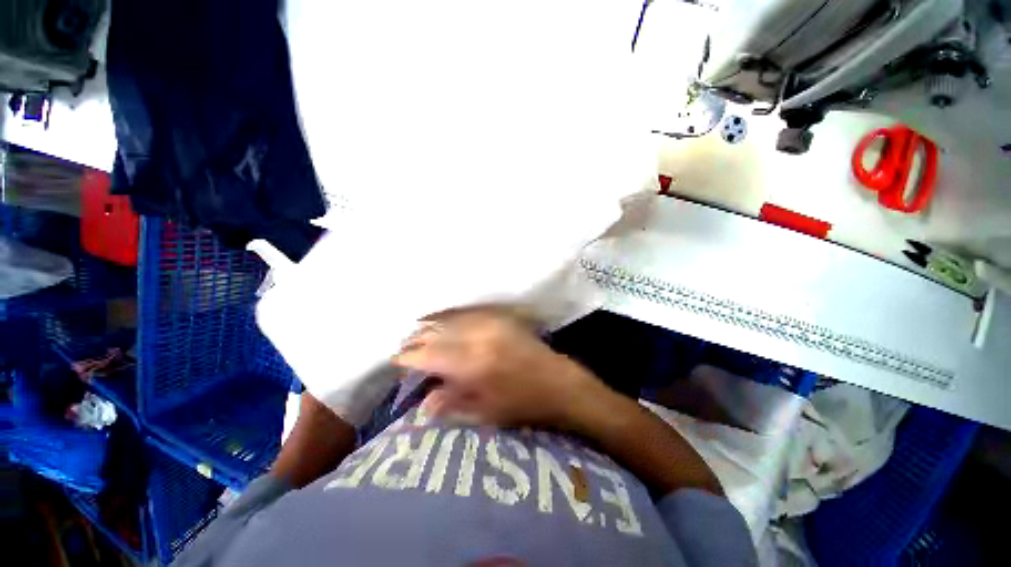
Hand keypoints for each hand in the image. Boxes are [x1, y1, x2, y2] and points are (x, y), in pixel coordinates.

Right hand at [392, 310, 597, 428]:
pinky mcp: (502, 317)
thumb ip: (451, 403)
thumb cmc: (522, 405)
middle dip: (417, 339)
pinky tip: (443, 316)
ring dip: (432, 323)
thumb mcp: (484, 414)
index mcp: (472, 365)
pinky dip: (452, 314)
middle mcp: (479, 338)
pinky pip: (470, 311)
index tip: (396, 359)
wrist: (558, 383)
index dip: (409, 357)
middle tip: (405, 346)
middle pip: (438, 332)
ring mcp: (492, 323)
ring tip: (417, 329)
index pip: (429, 355)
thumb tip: (422, 402)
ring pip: (452, 318)